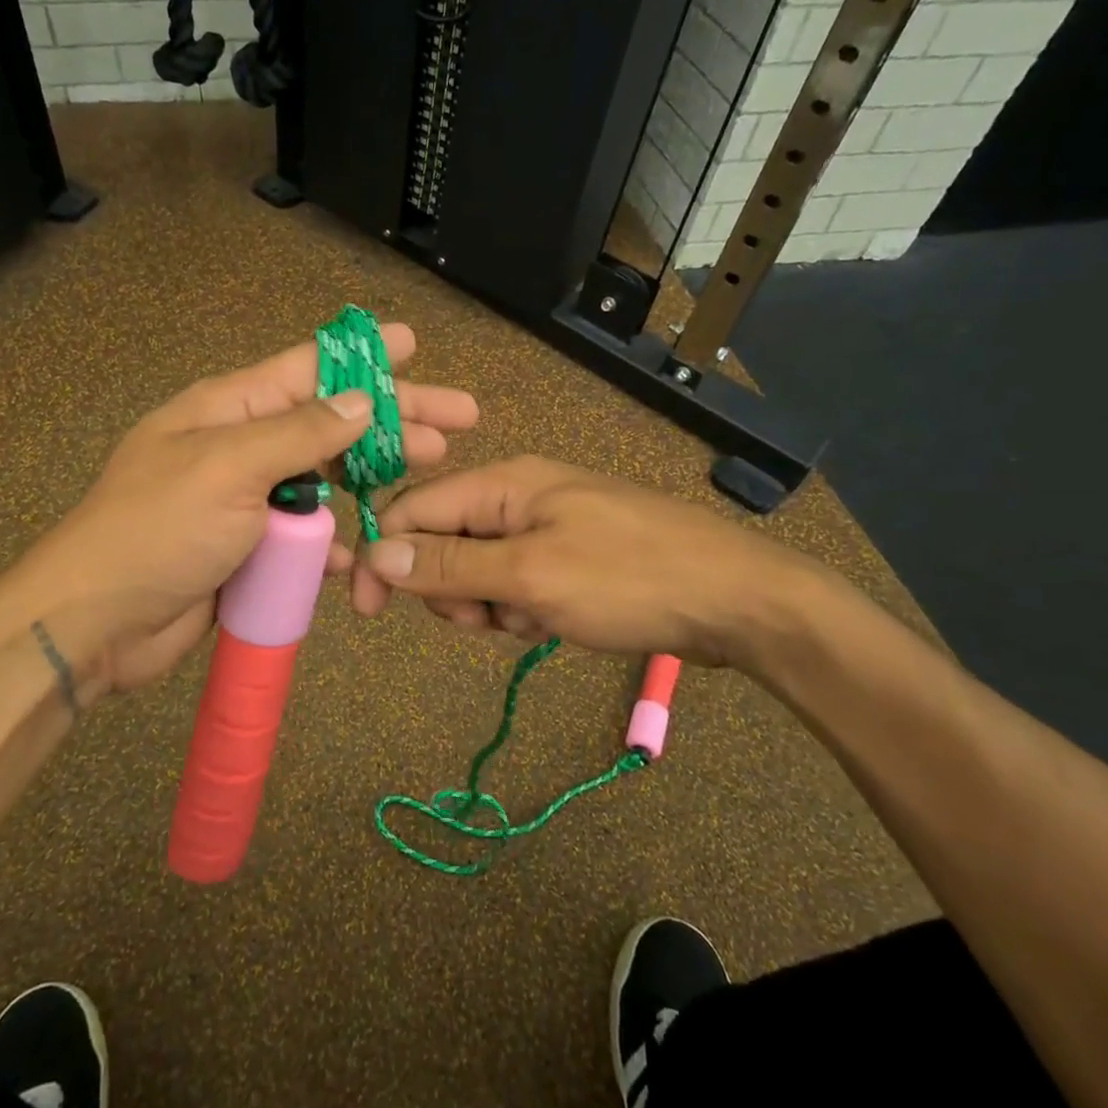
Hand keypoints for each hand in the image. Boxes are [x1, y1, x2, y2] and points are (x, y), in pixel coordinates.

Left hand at [5, 324, 476, 695]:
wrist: (96, 622)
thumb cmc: (158, 529)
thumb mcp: (228, 467)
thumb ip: (300, 434)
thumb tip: (363, 401)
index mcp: (230, 409)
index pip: (310, 368)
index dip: (364, 355)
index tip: (413, 342)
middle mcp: (243, 446)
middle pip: (332, 423)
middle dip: (394, 420)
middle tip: (458, 420)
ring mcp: (248, 501)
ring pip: (326, 481)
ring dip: (373, 480)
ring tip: (429, 476)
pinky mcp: (251, 549)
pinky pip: (306, 538)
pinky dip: (334, 544)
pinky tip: (362, 556)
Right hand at [349, 455, 819, 669]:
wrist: (737, 600)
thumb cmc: (628, 578)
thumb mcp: (530, 576)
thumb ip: (448, 566)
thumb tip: (374, 554)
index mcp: (502, 484)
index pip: (412, 510)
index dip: (383, 557)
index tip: (370, 612)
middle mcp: (517, 496)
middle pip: (442, 542)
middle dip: (451, 589)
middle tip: (488, 617)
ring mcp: (545, 526)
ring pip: (478, 570)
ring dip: (490, 605)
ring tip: (534, 621)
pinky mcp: (568, 556)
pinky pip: (515, 583)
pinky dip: (522, 610)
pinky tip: (556, 623)